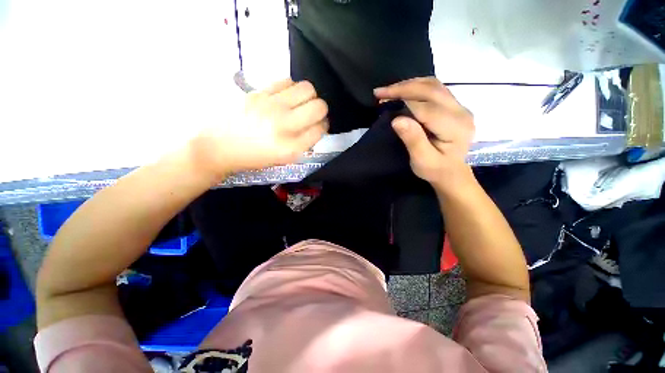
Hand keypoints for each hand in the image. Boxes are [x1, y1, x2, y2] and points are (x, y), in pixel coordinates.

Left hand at [190, 79, 328, 178]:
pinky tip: (285, 96)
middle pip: (319, 107)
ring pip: (307, 89)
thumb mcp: (283, 159)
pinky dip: (292, 88)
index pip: (321, 129)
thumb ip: (304, 143)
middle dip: (321, 110)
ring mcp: (271, 106)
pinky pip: (287, 81)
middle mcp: (285, 126)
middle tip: (311, 114)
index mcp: (292, 148)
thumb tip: (316, 126)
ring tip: (298, 104)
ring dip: (308, 97)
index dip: (323, 127)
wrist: (218, 147)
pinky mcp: (258, 93)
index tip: (318, 127)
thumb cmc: (254, 157)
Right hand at [374, 77, 474, 190]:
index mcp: (455, 128)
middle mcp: (461, 112)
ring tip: (389, 91)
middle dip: (403, 88)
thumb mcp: (422, 161)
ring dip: (409, 85)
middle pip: (431, 90)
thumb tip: (397, 119)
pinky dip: (417, 87)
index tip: (382, 101)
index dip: (403, 102)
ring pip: (434, 85)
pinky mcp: (454, 106)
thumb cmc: (436, 170)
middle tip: (380, 92)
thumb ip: (413, 140)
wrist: (453, 173)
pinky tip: (404, 92)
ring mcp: (460, 107)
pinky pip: (435, 89)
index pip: (426, 108)